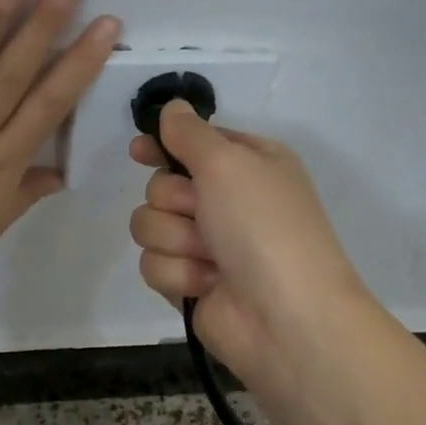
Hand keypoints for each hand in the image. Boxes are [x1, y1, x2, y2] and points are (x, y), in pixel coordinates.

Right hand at [129, 103, 375, 392]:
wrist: (286, 317)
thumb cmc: (264, 225)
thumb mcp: (229, 162)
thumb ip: (190, 133)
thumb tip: (172, 107)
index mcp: (248, 164)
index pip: (192, 142)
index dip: (164, 145)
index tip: (139, 151)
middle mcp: (227, 200)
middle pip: (161, 184)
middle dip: (174, 200)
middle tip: (202, 213)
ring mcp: (208, 244)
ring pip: (150, 225)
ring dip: (175, 239)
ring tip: (209, 257)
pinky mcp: (190, 282)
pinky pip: (153, 264)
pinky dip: (177, 273)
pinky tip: (206, 284)